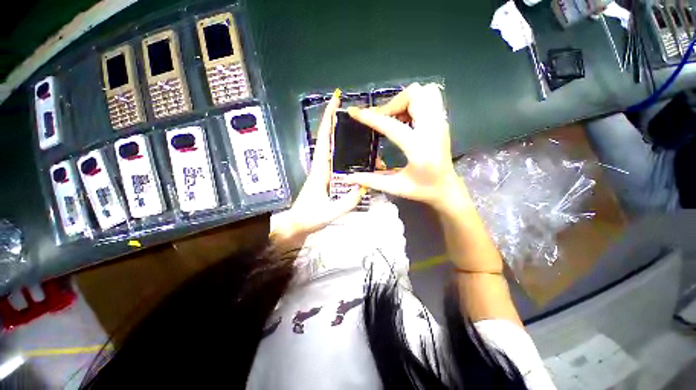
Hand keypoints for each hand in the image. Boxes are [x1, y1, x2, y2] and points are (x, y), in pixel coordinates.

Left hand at [271, 90, 363, 244]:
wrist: (297, 225)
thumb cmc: (309, 217)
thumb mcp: (329, 212)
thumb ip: (347, 201)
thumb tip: (365, 186)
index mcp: (320, 170)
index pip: (324, 139)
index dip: (329, 119)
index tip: (335, 101)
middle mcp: (321, 166)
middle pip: (329, 139)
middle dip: (337, 122)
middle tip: (353, 112)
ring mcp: (324, 171)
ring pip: (333, 149)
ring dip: (344, 138)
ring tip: (362, 134)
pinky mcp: (326, 178)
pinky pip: (337, 160)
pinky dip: (345, 152)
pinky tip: (357, 154)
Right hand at [345, 83, 466, 210]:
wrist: (447, 188)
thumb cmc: (423, 190)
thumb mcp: (395, 188)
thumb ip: (371, 180)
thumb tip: (348, 177)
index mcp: (419, 150)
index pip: (392, 126)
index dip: (370, 118)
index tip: (354, 112)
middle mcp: (433, 131)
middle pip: (415, 96)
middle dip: (392, 103)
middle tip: (380, 118)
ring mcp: (441, 123)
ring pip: (425, 92)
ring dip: (404, 100)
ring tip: (393, 116)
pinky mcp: (442, 122)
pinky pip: (429, 98)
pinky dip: (414, 102)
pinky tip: (404, 118)